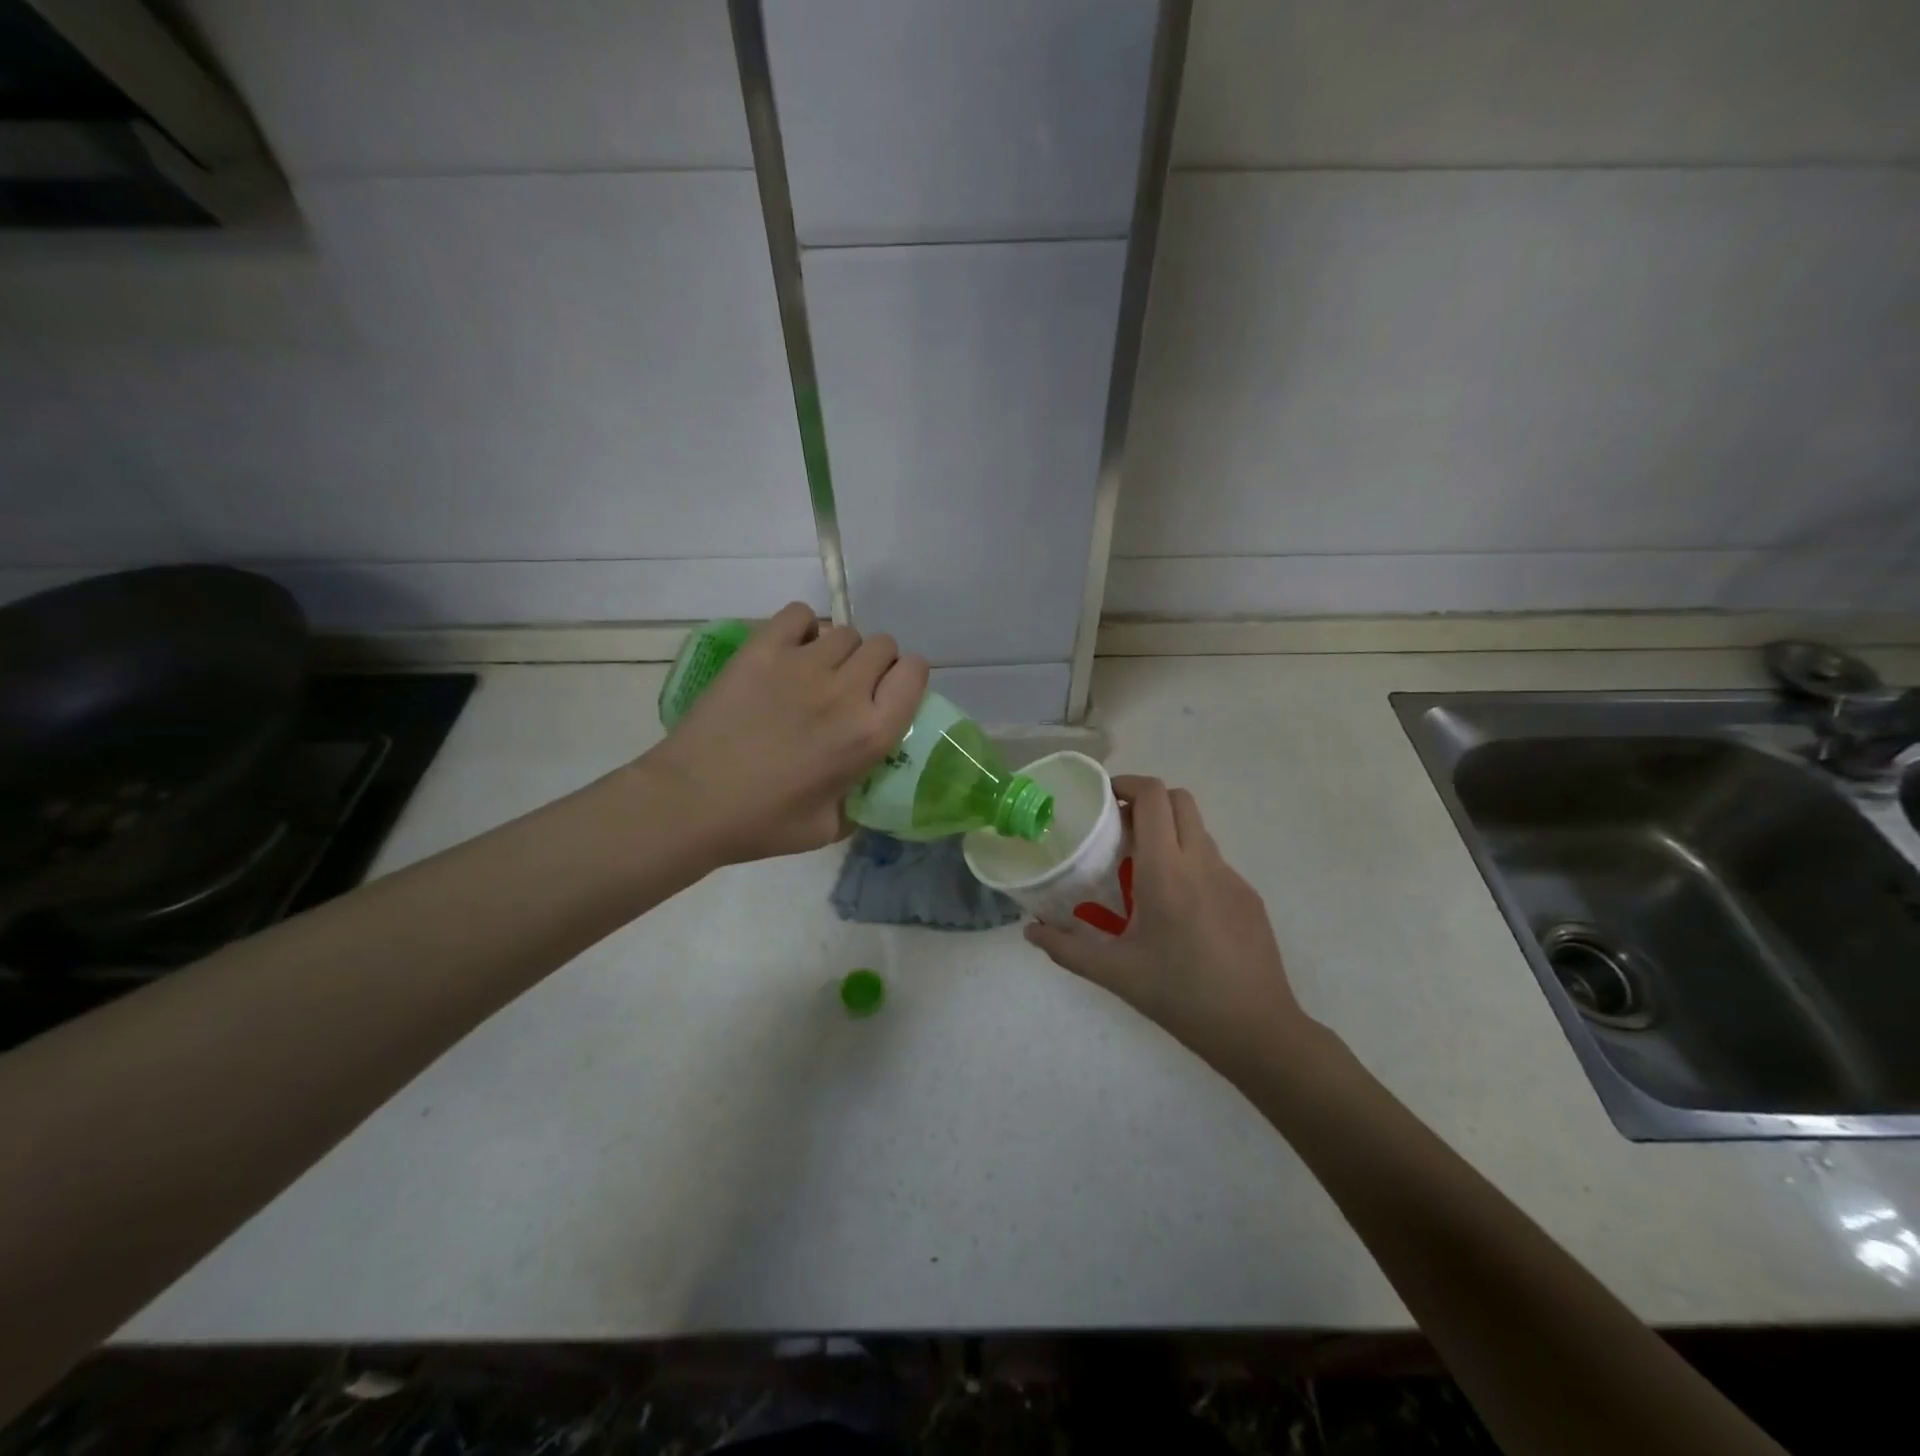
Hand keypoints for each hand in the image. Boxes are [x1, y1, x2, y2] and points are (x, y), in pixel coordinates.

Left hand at [638, 603, 928, 865]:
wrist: (691, 802)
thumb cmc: (762, 824)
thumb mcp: (830, 828)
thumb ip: (859, 801)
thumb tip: (865, 785)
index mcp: (870, 733)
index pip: (915, 672)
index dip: (906, 679)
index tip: (889, 695)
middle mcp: (846, 690)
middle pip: (883, 645)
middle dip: (875, 664)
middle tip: (851, 688)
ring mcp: (802, 664)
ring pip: (843, 631)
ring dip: (838, 650)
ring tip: (815, 673)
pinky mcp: (762, 649)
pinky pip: (799, 614)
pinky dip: (801, 628)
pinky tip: (789, 652)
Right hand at [1025, 776, 1315, 1078]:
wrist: (1256, 1029)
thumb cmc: (1180, 996)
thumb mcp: (1115, 974)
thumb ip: (1066, 949)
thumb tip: (1030, 931)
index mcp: (1166, 872)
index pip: (1154, 798)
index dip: (1128, 784)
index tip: (1105, 800)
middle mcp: (1202, 863)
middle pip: (1180, 799)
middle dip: (1148, 800)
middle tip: (1121, 828)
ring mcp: (1232, 877)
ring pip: (1198, 829)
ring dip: (1170, 831)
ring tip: (1144, 869)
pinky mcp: (1249, 896)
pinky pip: (1214, 861)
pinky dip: (1190, 862)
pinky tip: (1179, 908)